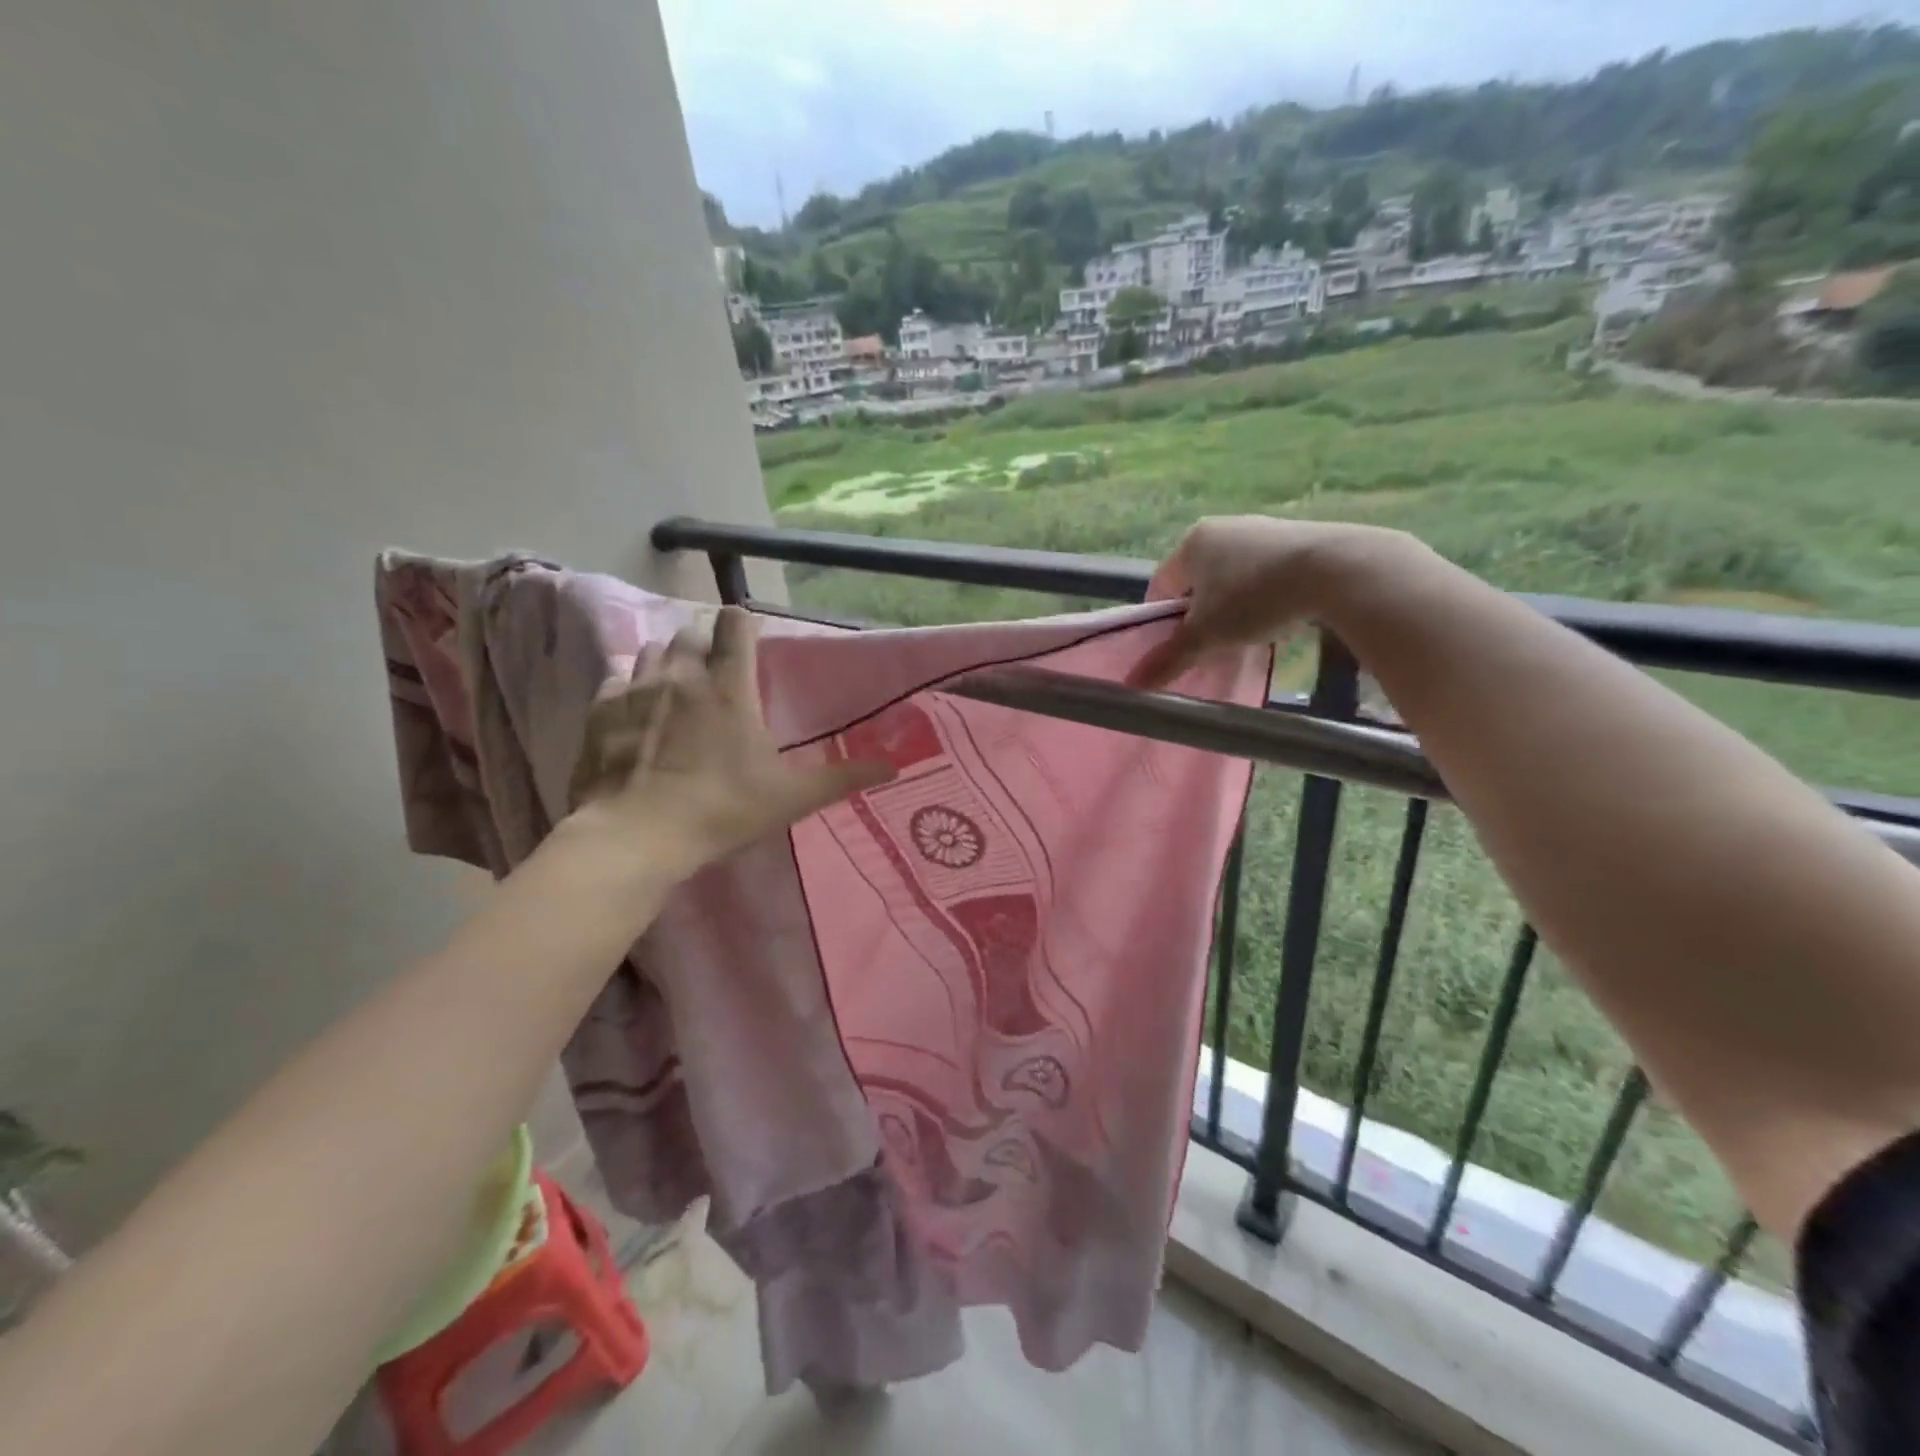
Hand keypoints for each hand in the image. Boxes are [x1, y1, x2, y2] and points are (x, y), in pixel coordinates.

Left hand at [567, 607, 892, 876]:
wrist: (635, 836)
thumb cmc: (722, 810)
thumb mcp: (790, 798)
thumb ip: (842, 778)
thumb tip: (893, 767)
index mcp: (729, 687)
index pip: (735, 624)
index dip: (742, 625)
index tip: (747, 644)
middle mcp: (682, 674)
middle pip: (691, 633)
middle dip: (704, 646)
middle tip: (713, 677)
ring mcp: (636, 688)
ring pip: (652, 650)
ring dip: (667, 661)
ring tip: (675, 691)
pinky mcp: (601, 710)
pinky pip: (617, 679)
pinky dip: (630, 688)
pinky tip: (637, 716)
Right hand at [1127, 517, 1402, 690]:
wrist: (1336, 571)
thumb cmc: (1255, 599)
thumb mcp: (1207, 636)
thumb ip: (1168, 659)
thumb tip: (1130, 685)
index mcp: (1192, 542)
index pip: (1161, 585)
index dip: (1161, 621)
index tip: (1174, 648)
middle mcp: (1223, 527)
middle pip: (1197, 581)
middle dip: (1199, 615)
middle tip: (1210, 646)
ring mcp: (1262, 529)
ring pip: (1232, 577)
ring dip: (1231, 607)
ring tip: (1245, 637)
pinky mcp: (1298, 538)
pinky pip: (1265, 572)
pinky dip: (1263, 596)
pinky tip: (1277, 618)